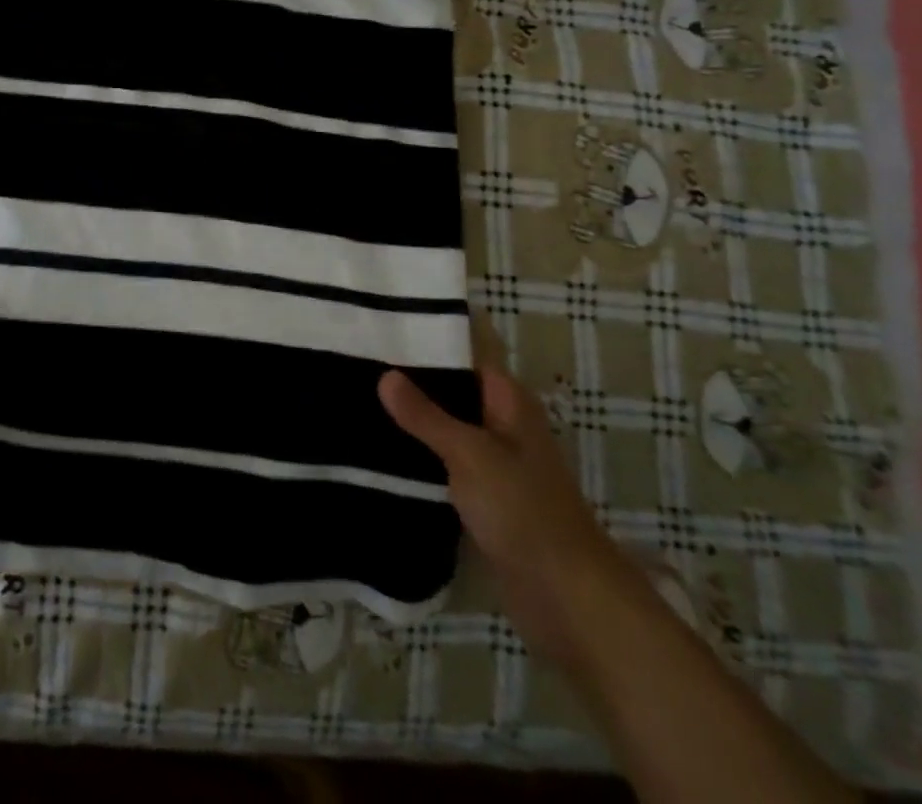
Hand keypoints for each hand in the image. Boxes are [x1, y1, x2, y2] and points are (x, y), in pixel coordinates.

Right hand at [380, 365, 634, 660]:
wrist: (567, 599)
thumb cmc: (524, 511)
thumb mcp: (471, 455)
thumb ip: (426, 416)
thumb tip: (385, 375)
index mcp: (508, 401)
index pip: (464, 353)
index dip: (428, 336)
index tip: (381, 323)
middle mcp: (501, 424)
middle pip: (451, 389)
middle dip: (410, 379)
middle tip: (355, 359)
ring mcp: (492, 462)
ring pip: (444, 427)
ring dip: (411, 419)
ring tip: (356, 397)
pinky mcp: (481, 498)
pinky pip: (442, 463)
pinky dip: (417, 456)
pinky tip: (378, 449)